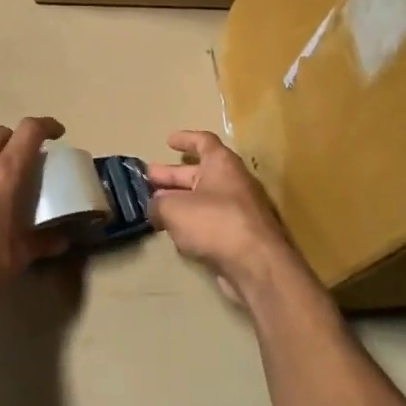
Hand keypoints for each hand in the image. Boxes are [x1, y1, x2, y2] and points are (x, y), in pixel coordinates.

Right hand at [148, 131, 302, 303]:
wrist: (256, 265)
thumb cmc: (214, 223)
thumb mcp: (173, 209)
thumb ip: (158, 204)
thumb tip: (155, 208)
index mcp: (222, 165)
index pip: (204, 142)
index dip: (185, 139)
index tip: (168, 141)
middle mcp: (233, 183)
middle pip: (199, 173)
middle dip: (172, 176)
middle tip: (149, 179)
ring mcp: (238, 211)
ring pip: (203, 200)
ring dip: (179, 201)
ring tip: (155, 207)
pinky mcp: (239, 236)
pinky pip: (210, 222)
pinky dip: (191, 223)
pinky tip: (174, 233)